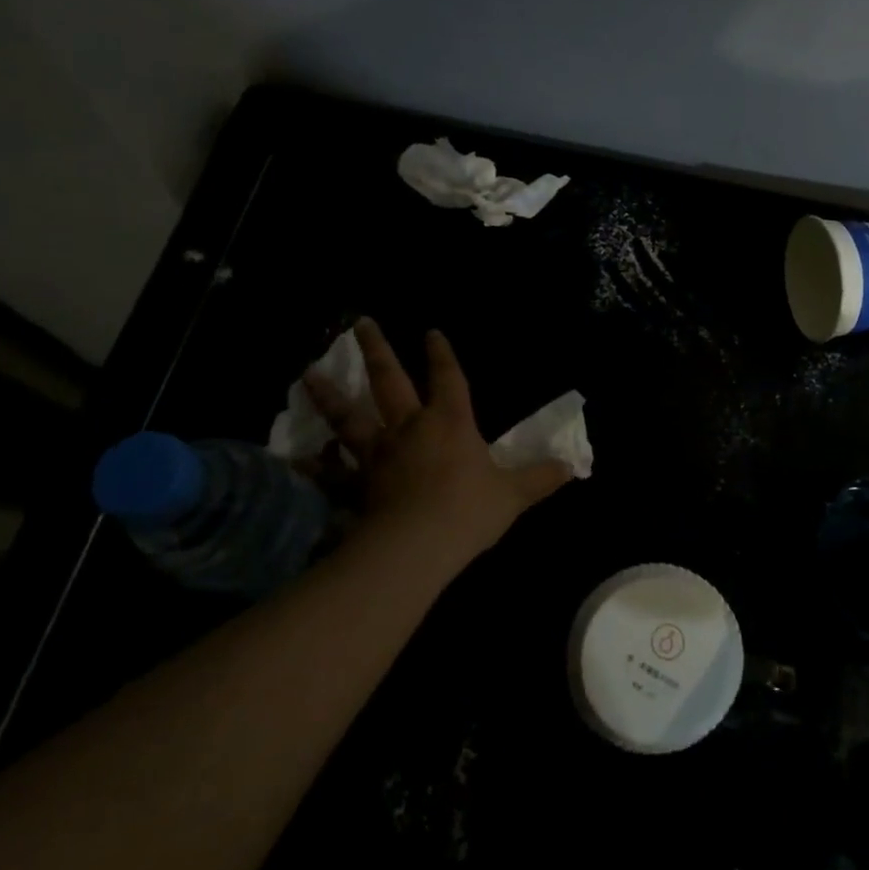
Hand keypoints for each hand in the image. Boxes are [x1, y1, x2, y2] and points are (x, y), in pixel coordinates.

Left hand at [302, 318, 570, 576]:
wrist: (416, 546)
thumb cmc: (469, 511)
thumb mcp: (514, 495)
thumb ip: (541, 478)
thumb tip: (572, 466)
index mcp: (450, 422)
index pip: (448, 378)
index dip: (441, 354)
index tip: (431, 332)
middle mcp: (410, 428)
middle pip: (389, 380)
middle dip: (377, 350)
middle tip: (360, 323)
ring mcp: (377, 454)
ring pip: (349, 417)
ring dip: (330, 395)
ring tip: (309, 374)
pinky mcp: (356, 484)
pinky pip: (331, 472)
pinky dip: (313, 464)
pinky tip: (296, 458)